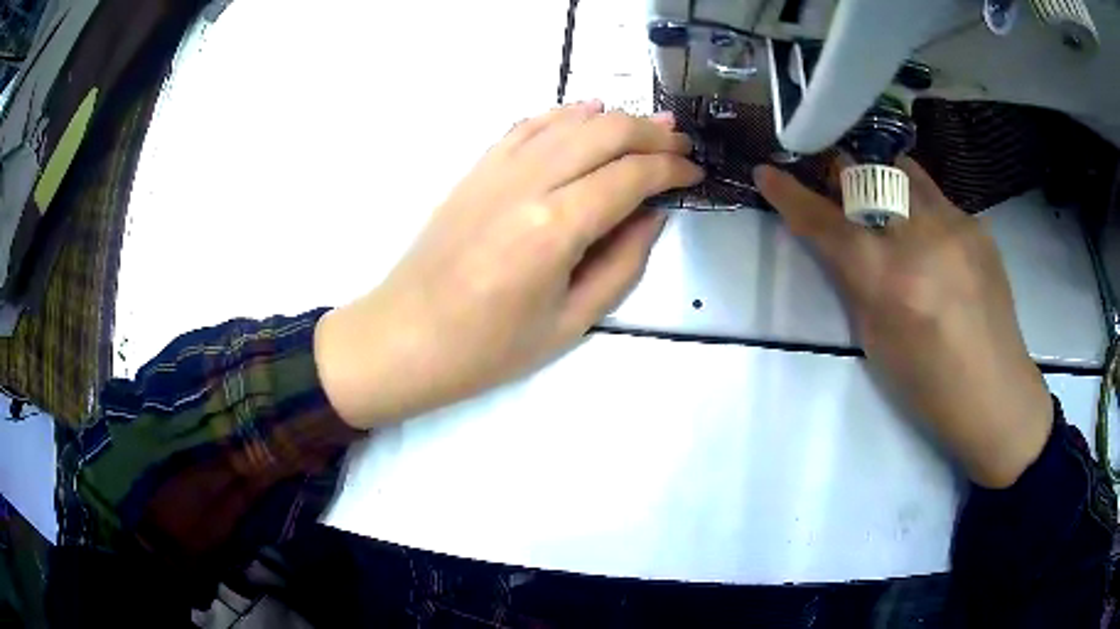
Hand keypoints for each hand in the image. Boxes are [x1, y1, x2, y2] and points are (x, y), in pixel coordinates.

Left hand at [315, 102, 702, 429]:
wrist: (405, 336)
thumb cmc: (488, 348)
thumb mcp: (571, 322)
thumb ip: (622, 263)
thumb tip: (652, 214)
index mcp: (556, 227)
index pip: (630, 176)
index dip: (670, 169)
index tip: (694, 172)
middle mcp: (528, 183)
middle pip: (604, 133)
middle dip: (651, 133)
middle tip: (680, 143)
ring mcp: (496, 169)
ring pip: (568, 121)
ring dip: (614, 118)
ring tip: (647, 125)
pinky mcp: (476, 168)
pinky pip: (528, 125)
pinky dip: (563, 114)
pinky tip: (586, 112)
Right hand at [755, 158, 1052, 488]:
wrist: (995, 393)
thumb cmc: (928, 384)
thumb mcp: (875, 339)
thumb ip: (856, 282)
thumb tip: (841, 243)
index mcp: (888, 279)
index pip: (826, 222)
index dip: (790, 194)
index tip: (767, 172)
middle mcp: (921, 237)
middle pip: (868, 173)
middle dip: (846, 176)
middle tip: (843, 192)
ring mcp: (955, 224)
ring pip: (906, 172)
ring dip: (887, 181)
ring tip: (892, 210)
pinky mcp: (978, 225)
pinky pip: (938, 199)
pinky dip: (923, 210)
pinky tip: (936, 246)